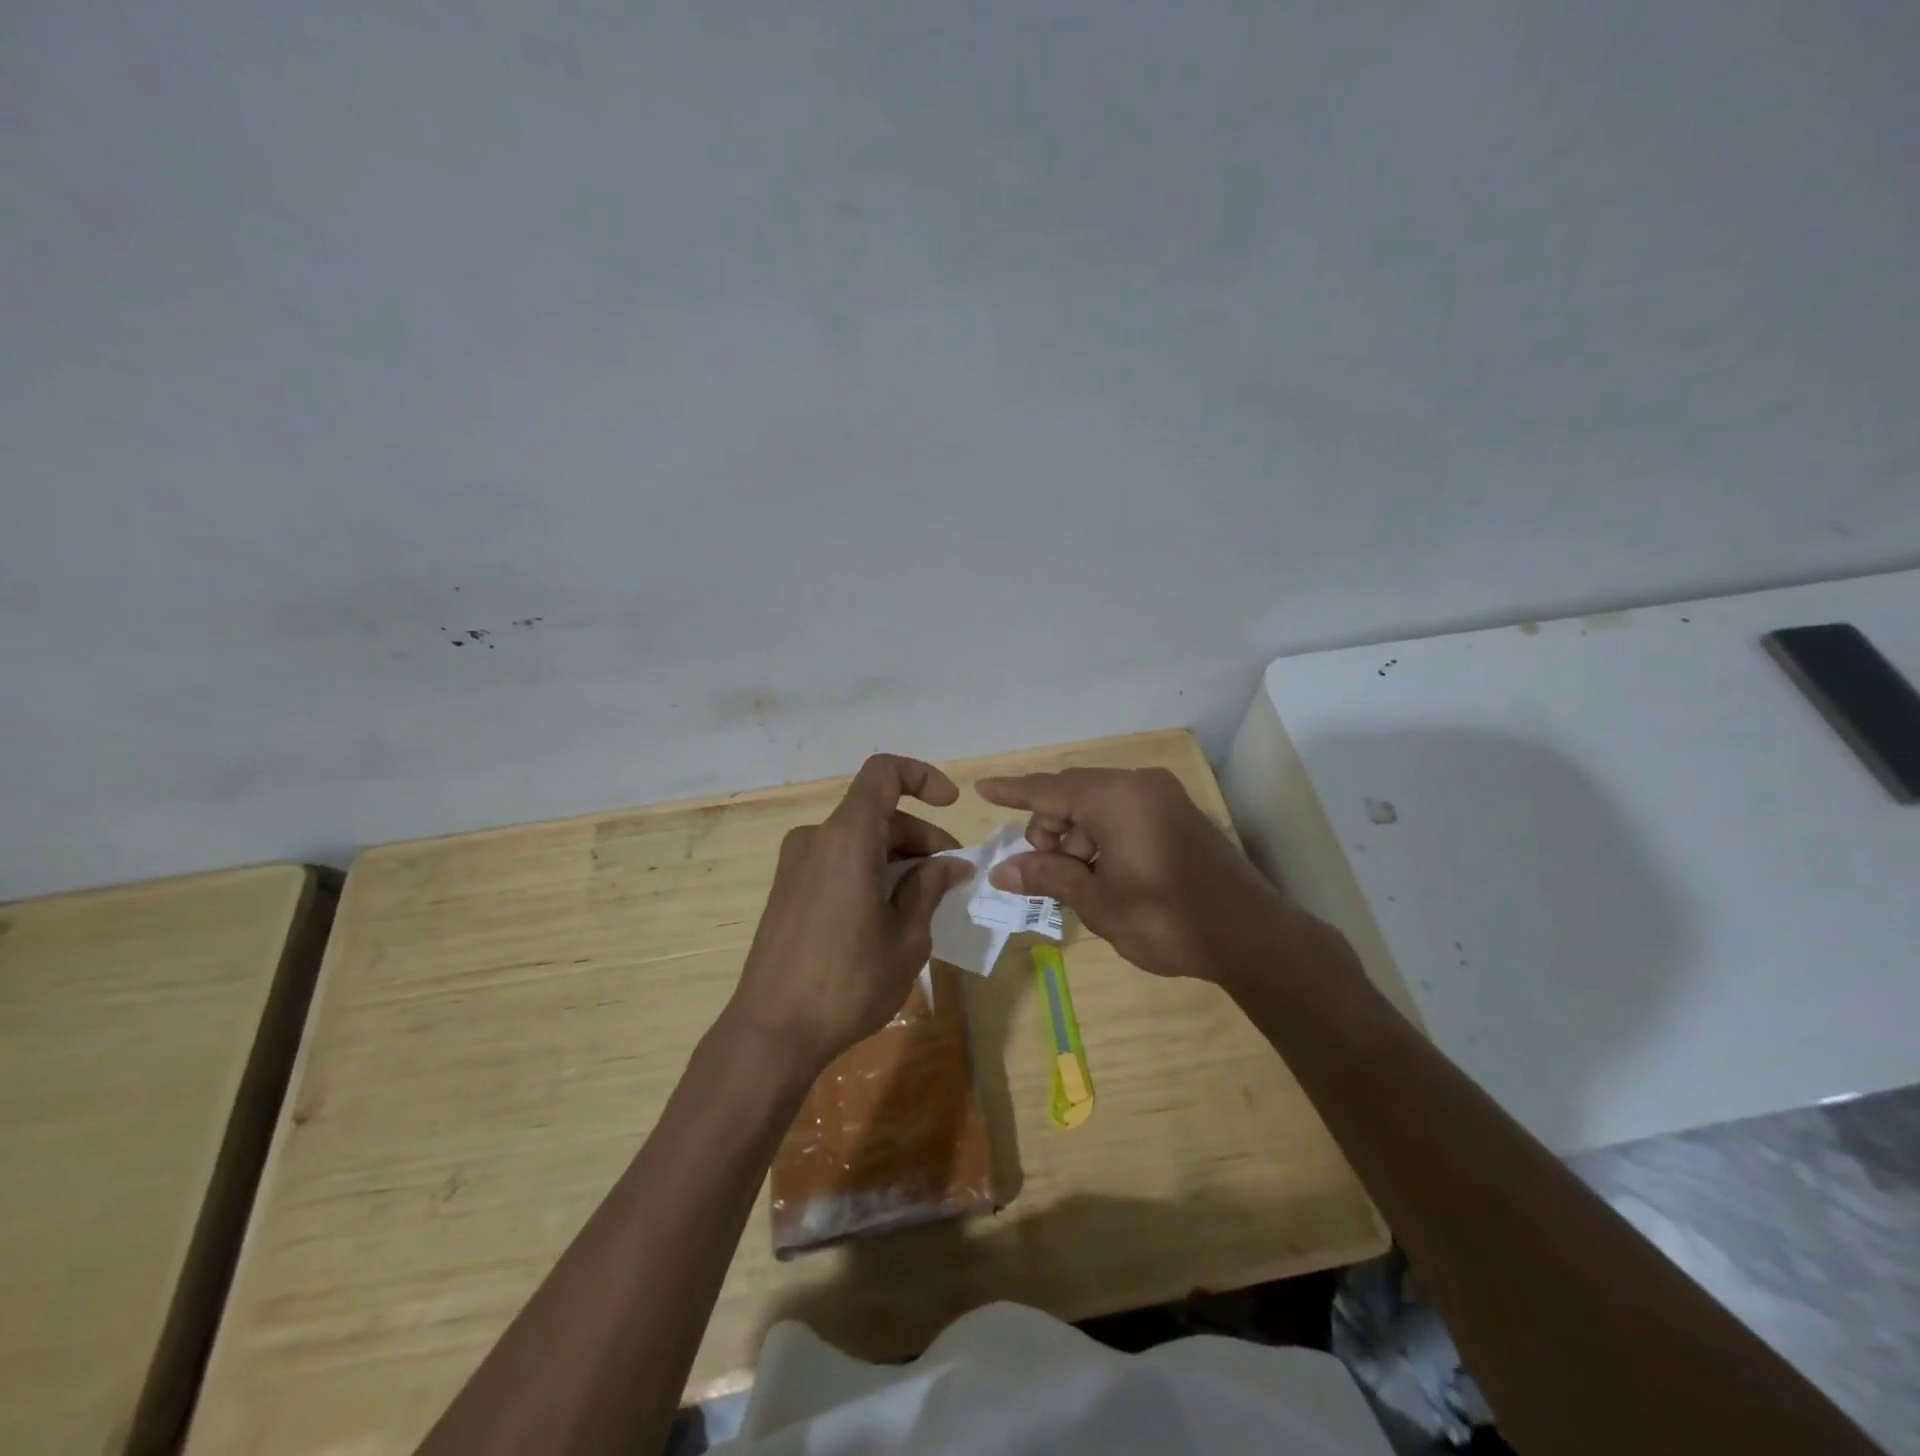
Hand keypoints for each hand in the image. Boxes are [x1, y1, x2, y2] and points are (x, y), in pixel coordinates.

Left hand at [729, 754, 975, 1074]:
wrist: (771, 1032)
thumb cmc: (848, 982)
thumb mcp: (906, 938)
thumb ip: (930, 888)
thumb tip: (952, 865)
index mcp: (847, 838)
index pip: (884, 773)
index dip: (922, 777)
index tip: (951, 806)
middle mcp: (816, 839)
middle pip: (877, 814)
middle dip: (921, 837)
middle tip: (951, 878)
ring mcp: (796, 864)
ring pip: (859, 839)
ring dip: (897, 858)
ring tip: (925, 901)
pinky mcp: (787, 889)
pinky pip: (837, 861)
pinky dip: (869, 871)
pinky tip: (888, 913)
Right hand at [977, 766, 1297, 985]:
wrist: (1252, 937)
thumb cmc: (1167, 919)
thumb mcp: (1098, 902)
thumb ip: (1048, 876)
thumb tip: (1000, 870)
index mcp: (1117, 798)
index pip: (1049, 788)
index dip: (1013, 791)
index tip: (982, 789)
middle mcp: (1139, 784)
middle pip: (1073, 793)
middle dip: (1049, 827)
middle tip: (1044, 872)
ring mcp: (1163, 796)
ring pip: (1097, 803)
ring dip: (1076, 835)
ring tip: (1079, 881)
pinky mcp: (1177, 814)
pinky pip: (1122, 811)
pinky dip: (1101, 834)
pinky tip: (1103, 872)